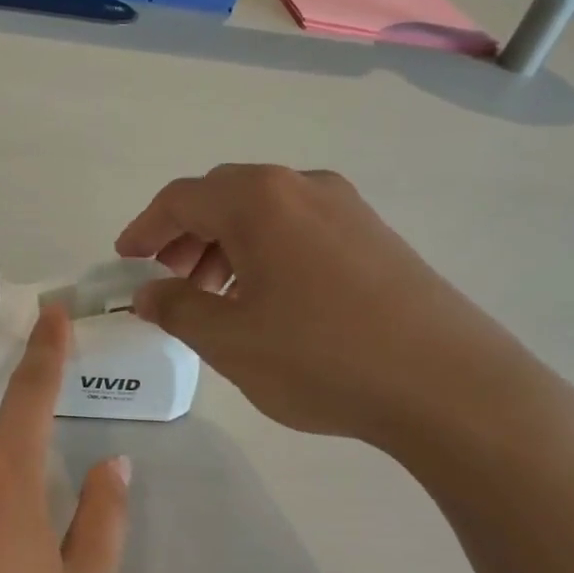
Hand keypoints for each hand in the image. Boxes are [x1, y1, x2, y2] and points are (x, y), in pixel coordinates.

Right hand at [115, 164, 559, 456]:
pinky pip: (299, 229)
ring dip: (225, 246)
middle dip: (185, 237)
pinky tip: (266, 300)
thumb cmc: (321, 357)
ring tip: (214, 298)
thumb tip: (147, 292)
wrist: (448, 385)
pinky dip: (264, 254)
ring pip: (264, 214)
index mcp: (259, 201)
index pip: (181, 199)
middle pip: (223, 198)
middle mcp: (303, 187)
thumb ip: (177, 308)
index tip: (124, 261)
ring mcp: (347, 208)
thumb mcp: (229, 340)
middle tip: (168, 283)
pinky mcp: (375, 236)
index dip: (144, 229)